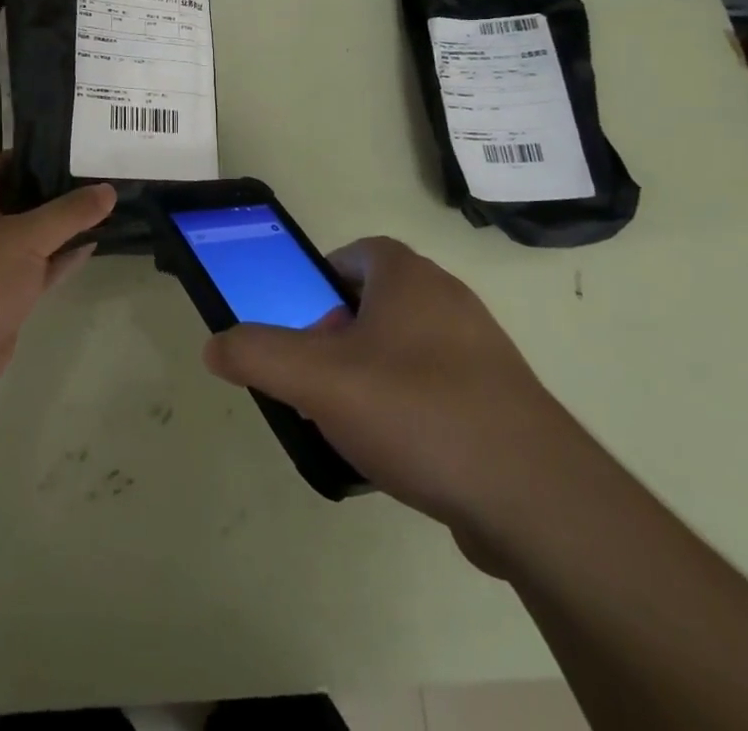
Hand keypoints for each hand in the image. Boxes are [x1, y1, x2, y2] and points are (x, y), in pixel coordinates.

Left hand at [0, 154, 115, 405]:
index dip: (13, 157)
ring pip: (29, 237)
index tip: (52, 154)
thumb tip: (108, 190)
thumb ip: (69, 212)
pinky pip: (38, 269)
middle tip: (86, 178)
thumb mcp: (27, 236)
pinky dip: (61, 259)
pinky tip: (91, 247)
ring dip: (58, 227)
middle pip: (12, 201)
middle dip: (46, 191)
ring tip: (97, 209)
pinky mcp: (4, 298)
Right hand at [203, 236, 577, 568]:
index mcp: (409, 277)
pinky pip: (440, 387)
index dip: (323, 280)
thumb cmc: (417, 410)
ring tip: (351, 422)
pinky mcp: (501, 399)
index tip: (303, 323)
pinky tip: (399, 455)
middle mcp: (449, 299)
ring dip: (373, 374)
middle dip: (341, 334)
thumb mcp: (318, 380)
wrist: (534, 495)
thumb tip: (214, 344)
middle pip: (379, 302)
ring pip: (408, 347)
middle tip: (318, 378)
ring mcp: (481, 349)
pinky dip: (412, 408)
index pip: (358, 253)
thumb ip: (259, 355)